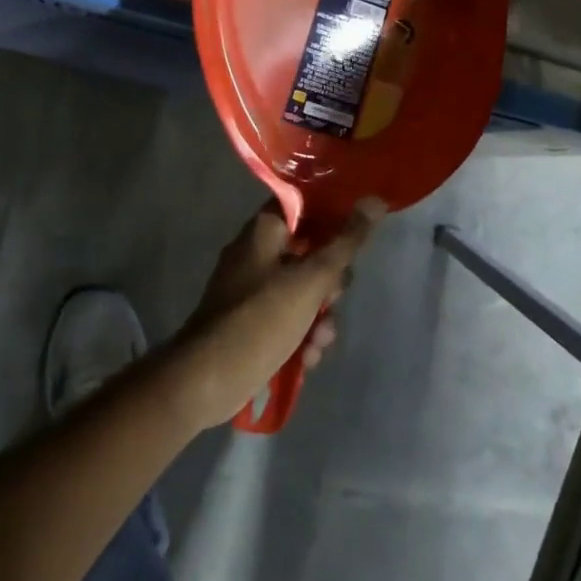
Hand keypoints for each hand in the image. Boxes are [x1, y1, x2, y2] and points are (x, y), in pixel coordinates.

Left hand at [164, 199, 384, 431]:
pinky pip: (290, 318)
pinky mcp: (253, 322)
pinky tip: (306, 358)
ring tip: (318, 342)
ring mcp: (253, 289)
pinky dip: (302, 336)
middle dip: (330, 283)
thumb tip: (374, 200)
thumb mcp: (310, 281)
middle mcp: (257, 253)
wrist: (205, 380)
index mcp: (264, 230)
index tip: (357, 238)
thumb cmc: (259, 319)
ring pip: (304, 291)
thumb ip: (345, 243)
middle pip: (311, 252)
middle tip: (332, 300)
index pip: (305, 205)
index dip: (334, 215)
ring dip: (320, 318)